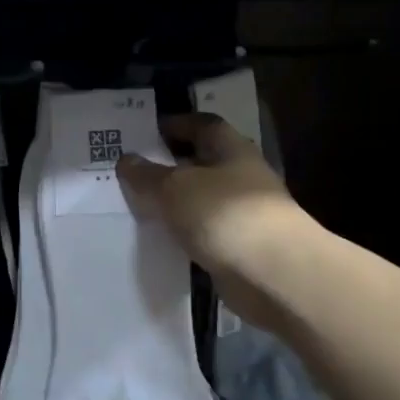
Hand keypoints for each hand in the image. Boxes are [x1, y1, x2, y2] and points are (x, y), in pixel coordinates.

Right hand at [117, 113, 309, 333]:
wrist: (273, 275)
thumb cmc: (224, 214)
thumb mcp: (174, 188)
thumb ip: (147, 174)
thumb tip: (126, 159)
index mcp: (231, 150)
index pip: (202, 125)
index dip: (175, 124)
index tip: (145, 132)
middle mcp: (240, 176)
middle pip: (201, 163)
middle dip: (170, 165)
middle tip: (131, 170)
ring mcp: (242, 213)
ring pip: (200, 199)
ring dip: (174, 202)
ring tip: (136, 205)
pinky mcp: (239, 247)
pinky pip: (203, 232)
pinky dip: (183, 233)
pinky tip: (158, 238)